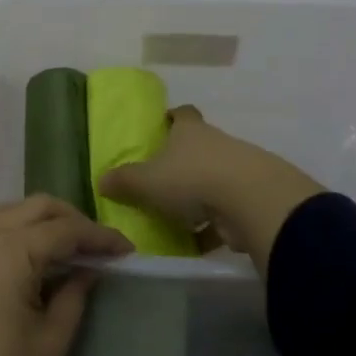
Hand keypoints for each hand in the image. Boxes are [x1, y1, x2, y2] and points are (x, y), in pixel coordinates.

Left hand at [0, 196, 131, 355]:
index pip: (66, 230)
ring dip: (40, 220)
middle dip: (72, 221)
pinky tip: (19, 248)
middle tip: (99, 248)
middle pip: (36, 208)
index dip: (101, 237)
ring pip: (8, 211)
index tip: (128, 251)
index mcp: (11, 249)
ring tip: (65, 248)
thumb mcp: (49, 345)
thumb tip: (89, 268)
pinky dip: (7, 225)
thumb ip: (74, 296)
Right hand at [98, 106, 322, 272]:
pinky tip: (204, 240)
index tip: (163, 125)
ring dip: (203, 193)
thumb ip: (124, 181)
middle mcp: (216, 142)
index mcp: (190, 131)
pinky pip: (230, 208)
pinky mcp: (254, 197)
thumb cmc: (191, 179)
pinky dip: (218, 222)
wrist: (251, 201)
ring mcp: (240, 168)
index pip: (182, 114)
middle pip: (200, 146)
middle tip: (164, 179)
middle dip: (184, 160)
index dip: (172, 118)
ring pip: (216, 177)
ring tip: (181, 215)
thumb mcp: (146, 182)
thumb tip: (101, 180)